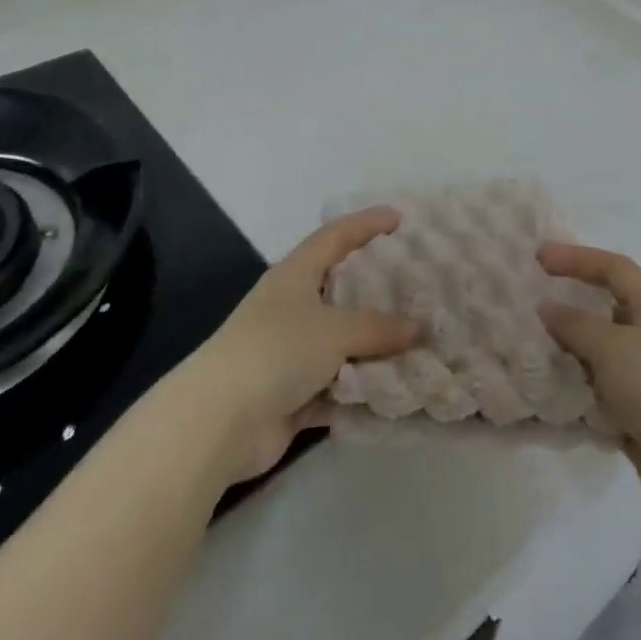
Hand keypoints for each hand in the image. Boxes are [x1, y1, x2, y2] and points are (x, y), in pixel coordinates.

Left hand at [182, 207, 420, 487]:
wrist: (219, 421)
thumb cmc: (277, 351)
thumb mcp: (335, 330)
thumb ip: (379, 327)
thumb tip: (418, 328)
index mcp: (296, 275)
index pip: (336, 236)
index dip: (367, 223)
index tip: (399, 218)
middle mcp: (292, 307)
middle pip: (342, 289)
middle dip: (378, 289)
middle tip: (419, 285)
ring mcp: (291, 352)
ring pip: (343, 342)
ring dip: (376, 347)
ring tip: (422, 342)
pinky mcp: (293, 393)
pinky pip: (339, 385)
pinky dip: (363, 389)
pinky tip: (399, 392)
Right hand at [538, 243, 640, 529]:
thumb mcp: (613, 347)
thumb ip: (576, 324)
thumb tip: (547, 308)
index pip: (613, 268)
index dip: (577, 257)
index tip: (539, 258)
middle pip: (605, 308)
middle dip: (570, 304)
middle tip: (531, 303)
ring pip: (599, 352)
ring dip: (569, 350)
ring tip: (531, 348)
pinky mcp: (639, 412)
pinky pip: (600, 389)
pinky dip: (577, 388)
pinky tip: (550, 391)